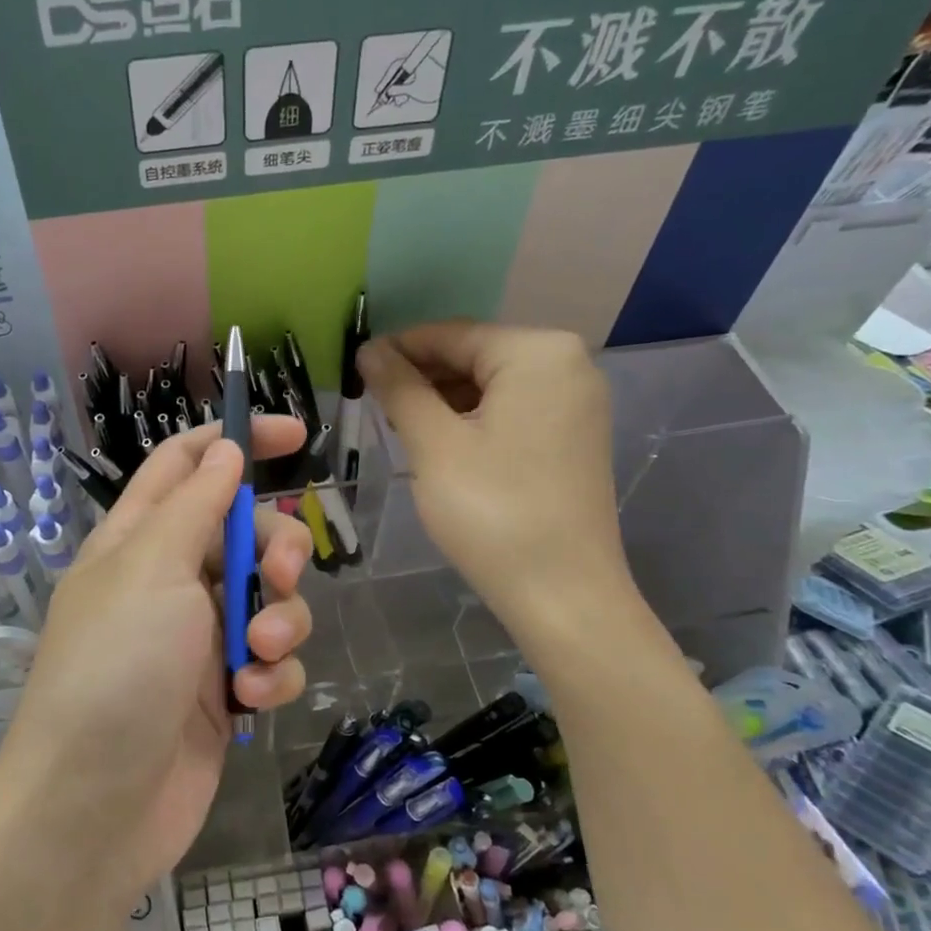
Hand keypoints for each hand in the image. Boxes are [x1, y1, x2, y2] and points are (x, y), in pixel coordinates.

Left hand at [0, 419, 313, 900]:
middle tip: (277, 574)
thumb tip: (224, 447)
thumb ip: (196, 504)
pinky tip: (254, 697)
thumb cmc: (116, 668)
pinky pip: (272, 659)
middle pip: (244, 531)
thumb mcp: (152, 568)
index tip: (295, 436)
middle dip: (275, 547)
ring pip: (269, 598)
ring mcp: (199, 637)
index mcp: (139, 539)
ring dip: (280, 619)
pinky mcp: (226, 690)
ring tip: (257, 653)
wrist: (95, 806)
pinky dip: (273, 672)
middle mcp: (170, 580)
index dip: (237, 440)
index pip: (187, 463)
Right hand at [358, 321, 632, 628]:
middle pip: (474, 356)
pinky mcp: (573, 436)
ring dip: (443, 401)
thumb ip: (400, 388)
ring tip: (400, 427)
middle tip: (373, 404)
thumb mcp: (434, 445)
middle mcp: (568, 363)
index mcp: (538, 352)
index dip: (397, 349)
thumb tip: (369, 349)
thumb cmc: (492, 512)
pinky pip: (512, 410)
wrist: (563, 595)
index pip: (451, 334)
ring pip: (491, 385)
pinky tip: (440, 444)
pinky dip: (472, 420)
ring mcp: (577, 402)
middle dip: (422, 377)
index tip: (354, 369)